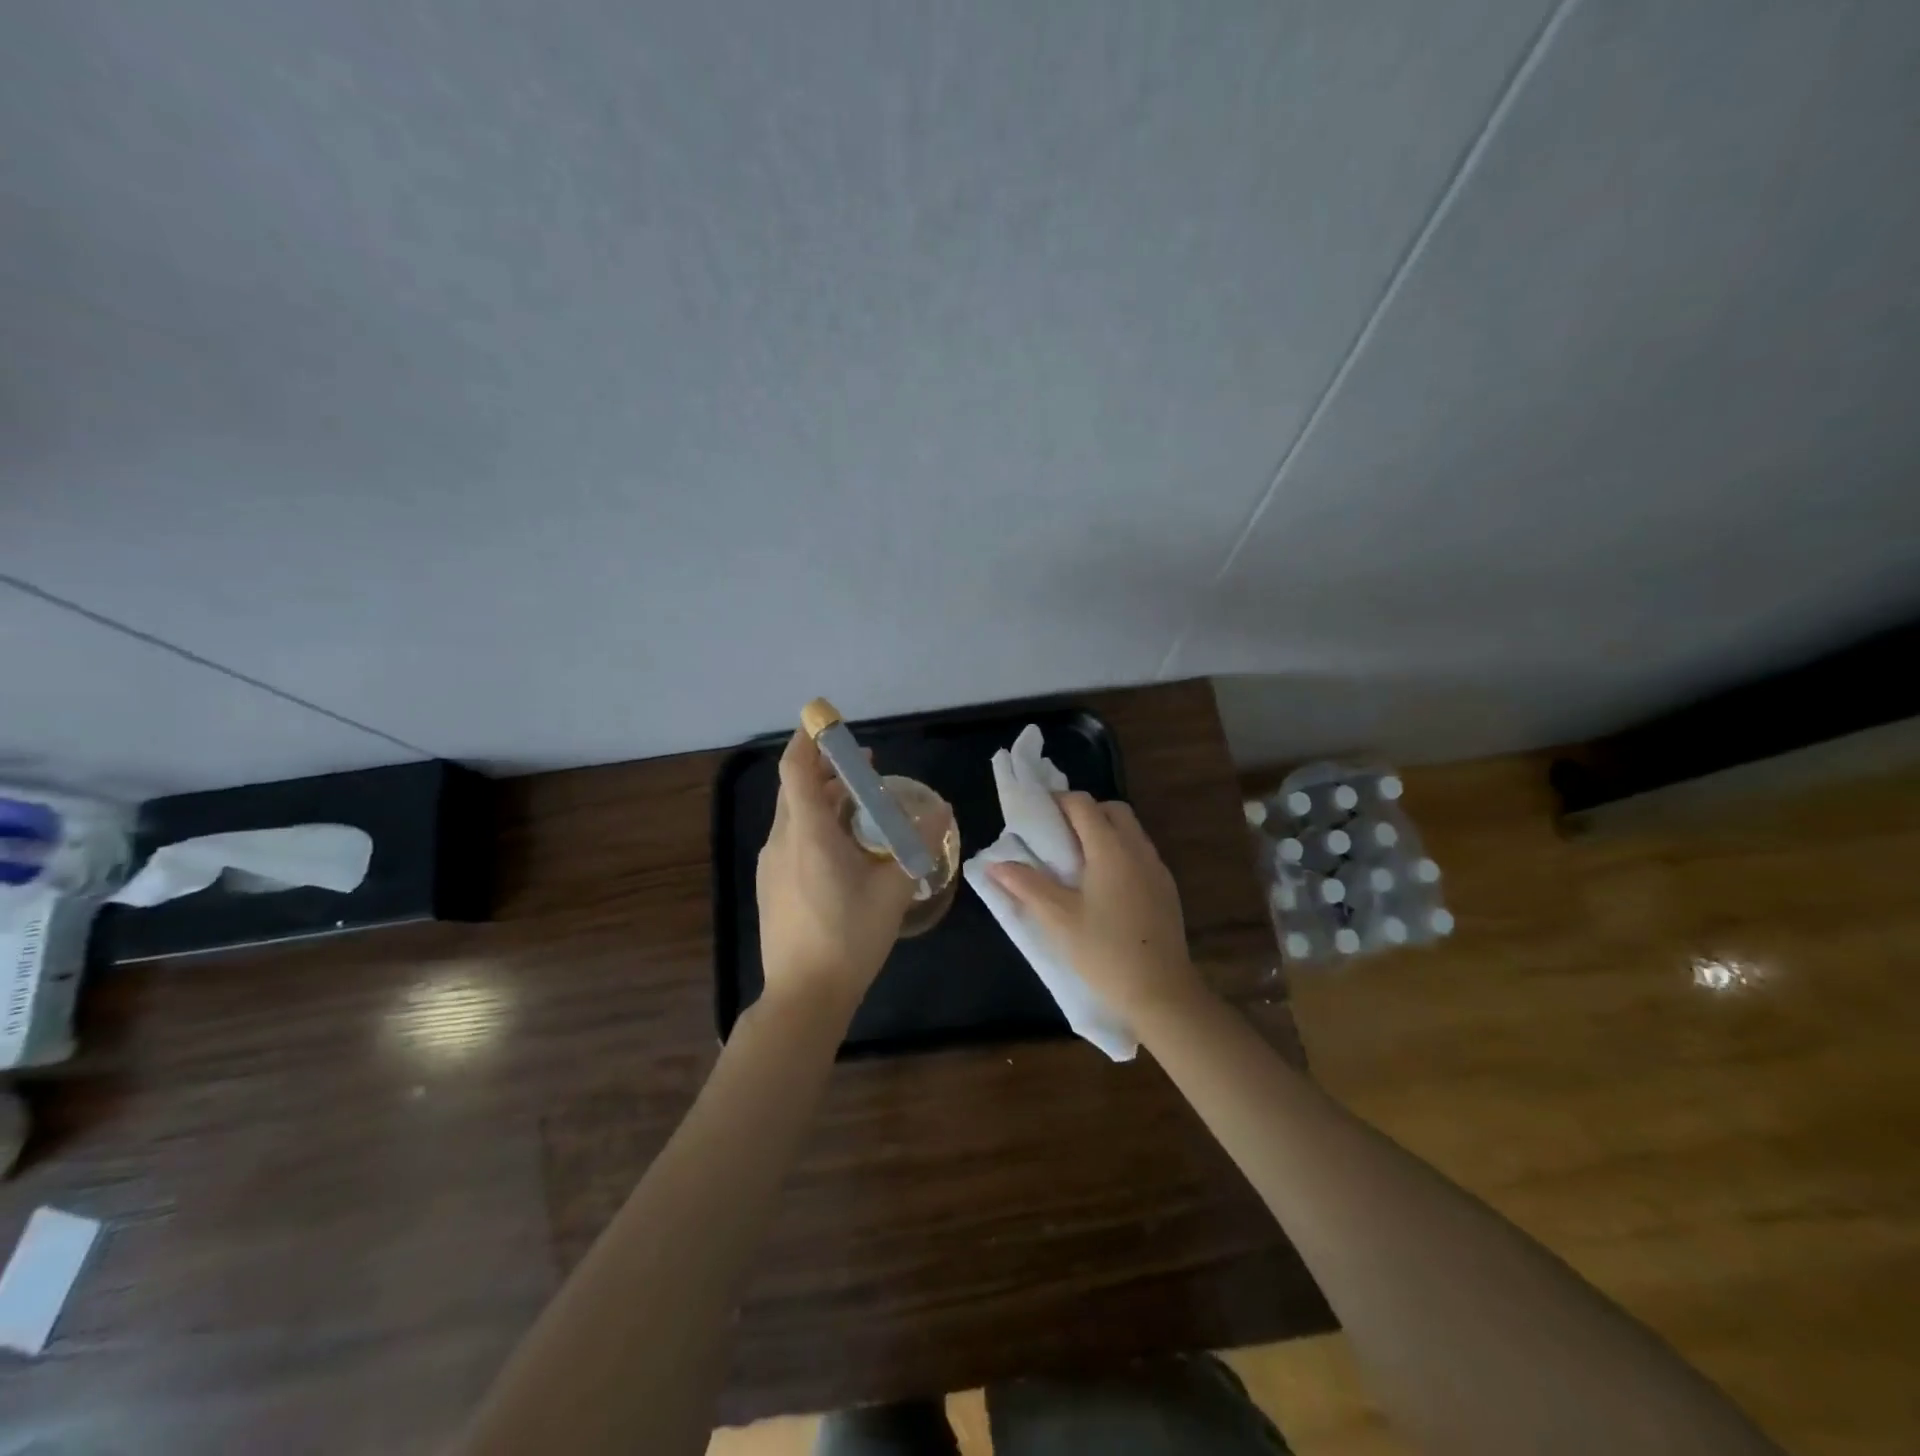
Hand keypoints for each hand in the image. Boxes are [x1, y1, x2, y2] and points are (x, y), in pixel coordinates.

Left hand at [755, 729, 922, 1012]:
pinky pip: (793, 838)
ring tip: (863, 805)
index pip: (796, 768)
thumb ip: (918, 845)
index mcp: (807, 833)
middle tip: (866, 769)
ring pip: (795, 814)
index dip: (810, 740)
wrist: (804, 996)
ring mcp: (772, 864)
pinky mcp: (772, 885)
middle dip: (827, 770)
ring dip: (824, 799)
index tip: (830, 724)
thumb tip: (943, 811)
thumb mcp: (893, 889)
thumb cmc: (849, 937)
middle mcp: (782, 840)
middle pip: (796, 788)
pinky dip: (817, 826)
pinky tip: (846, 848)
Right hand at [986, 792, 1206, 1022]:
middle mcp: (1138, 849)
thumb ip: (1026, 885)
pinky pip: (1140, 854)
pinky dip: (1120, 853)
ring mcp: (1157, 869)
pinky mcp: (1167, 889)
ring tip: (1077, 861)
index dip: (1058, 801)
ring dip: (1104, 832)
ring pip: (1130, 831)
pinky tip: (1103, 886)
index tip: (1037, 815)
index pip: (1083, 805)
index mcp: (1110, 849)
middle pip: (1112, 810)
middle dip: (1084, 813)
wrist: (1162, 993)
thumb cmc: (1104, 952)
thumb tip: (994, 864)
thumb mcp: (1058, 919)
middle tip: (1057, 836)